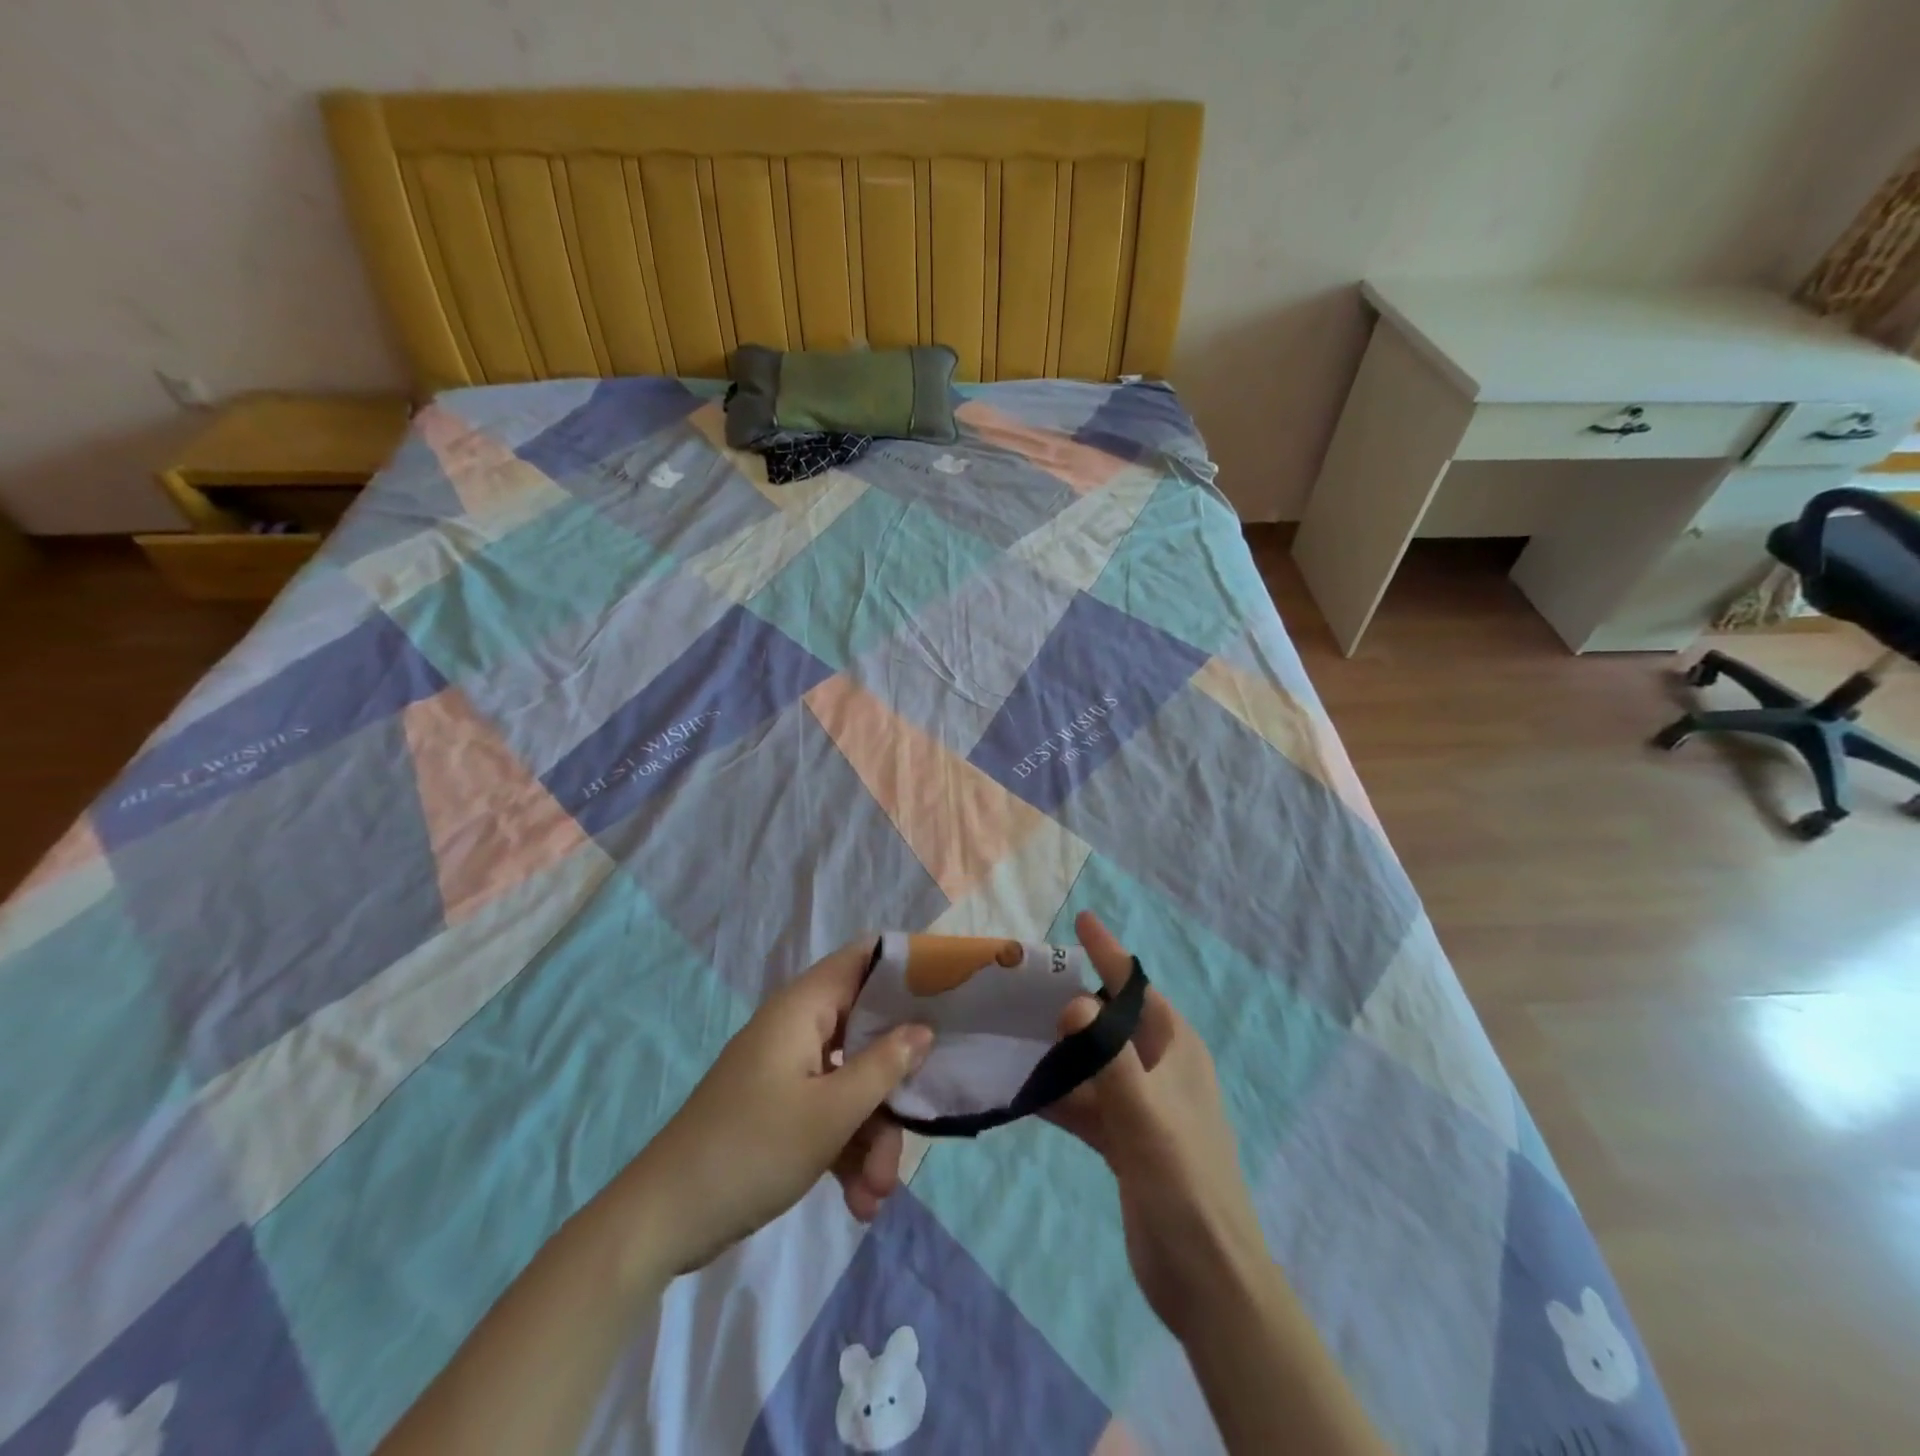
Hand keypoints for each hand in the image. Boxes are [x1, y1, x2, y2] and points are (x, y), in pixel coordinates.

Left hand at [628, 941, 931, 1275]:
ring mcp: (786, 1071)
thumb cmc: (752, 1149)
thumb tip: (923, 1029)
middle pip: (866, 1036)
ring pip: (850, 1084)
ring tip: (875, 1196)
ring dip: (871, 1138)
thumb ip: (884, 1066)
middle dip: (891, 1091)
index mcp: (803, 1009)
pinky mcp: (778, 1110)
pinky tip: (857, 1203)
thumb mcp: (831, 1112)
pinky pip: (827, 1114)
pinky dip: (845, 1152)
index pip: (861, 960)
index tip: (947, 993)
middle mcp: (797, 1030)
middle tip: (912, 1136)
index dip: (904, 969)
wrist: (663, 1221)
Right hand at [1045, 912, 1267, 1335]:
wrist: (1204, 1274)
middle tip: (1025, 978)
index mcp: (1175, 1048)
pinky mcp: (1123, 1139)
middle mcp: (1159, 1068)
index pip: (1136, 986)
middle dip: (1074, 997)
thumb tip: (1071, 1001)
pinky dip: (1057, 1093)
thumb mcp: (1145, 1110)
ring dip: (1058, 1048)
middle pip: (1110, 1020)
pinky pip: (1084, 1102)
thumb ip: (1106, 1053)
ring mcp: (1140, 1105)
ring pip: (1092, 1061)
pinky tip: (1020, 1088)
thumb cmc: (1183, 1177)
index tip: (1081, 919)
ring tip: (1012, 1026)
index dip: (1108, 952)